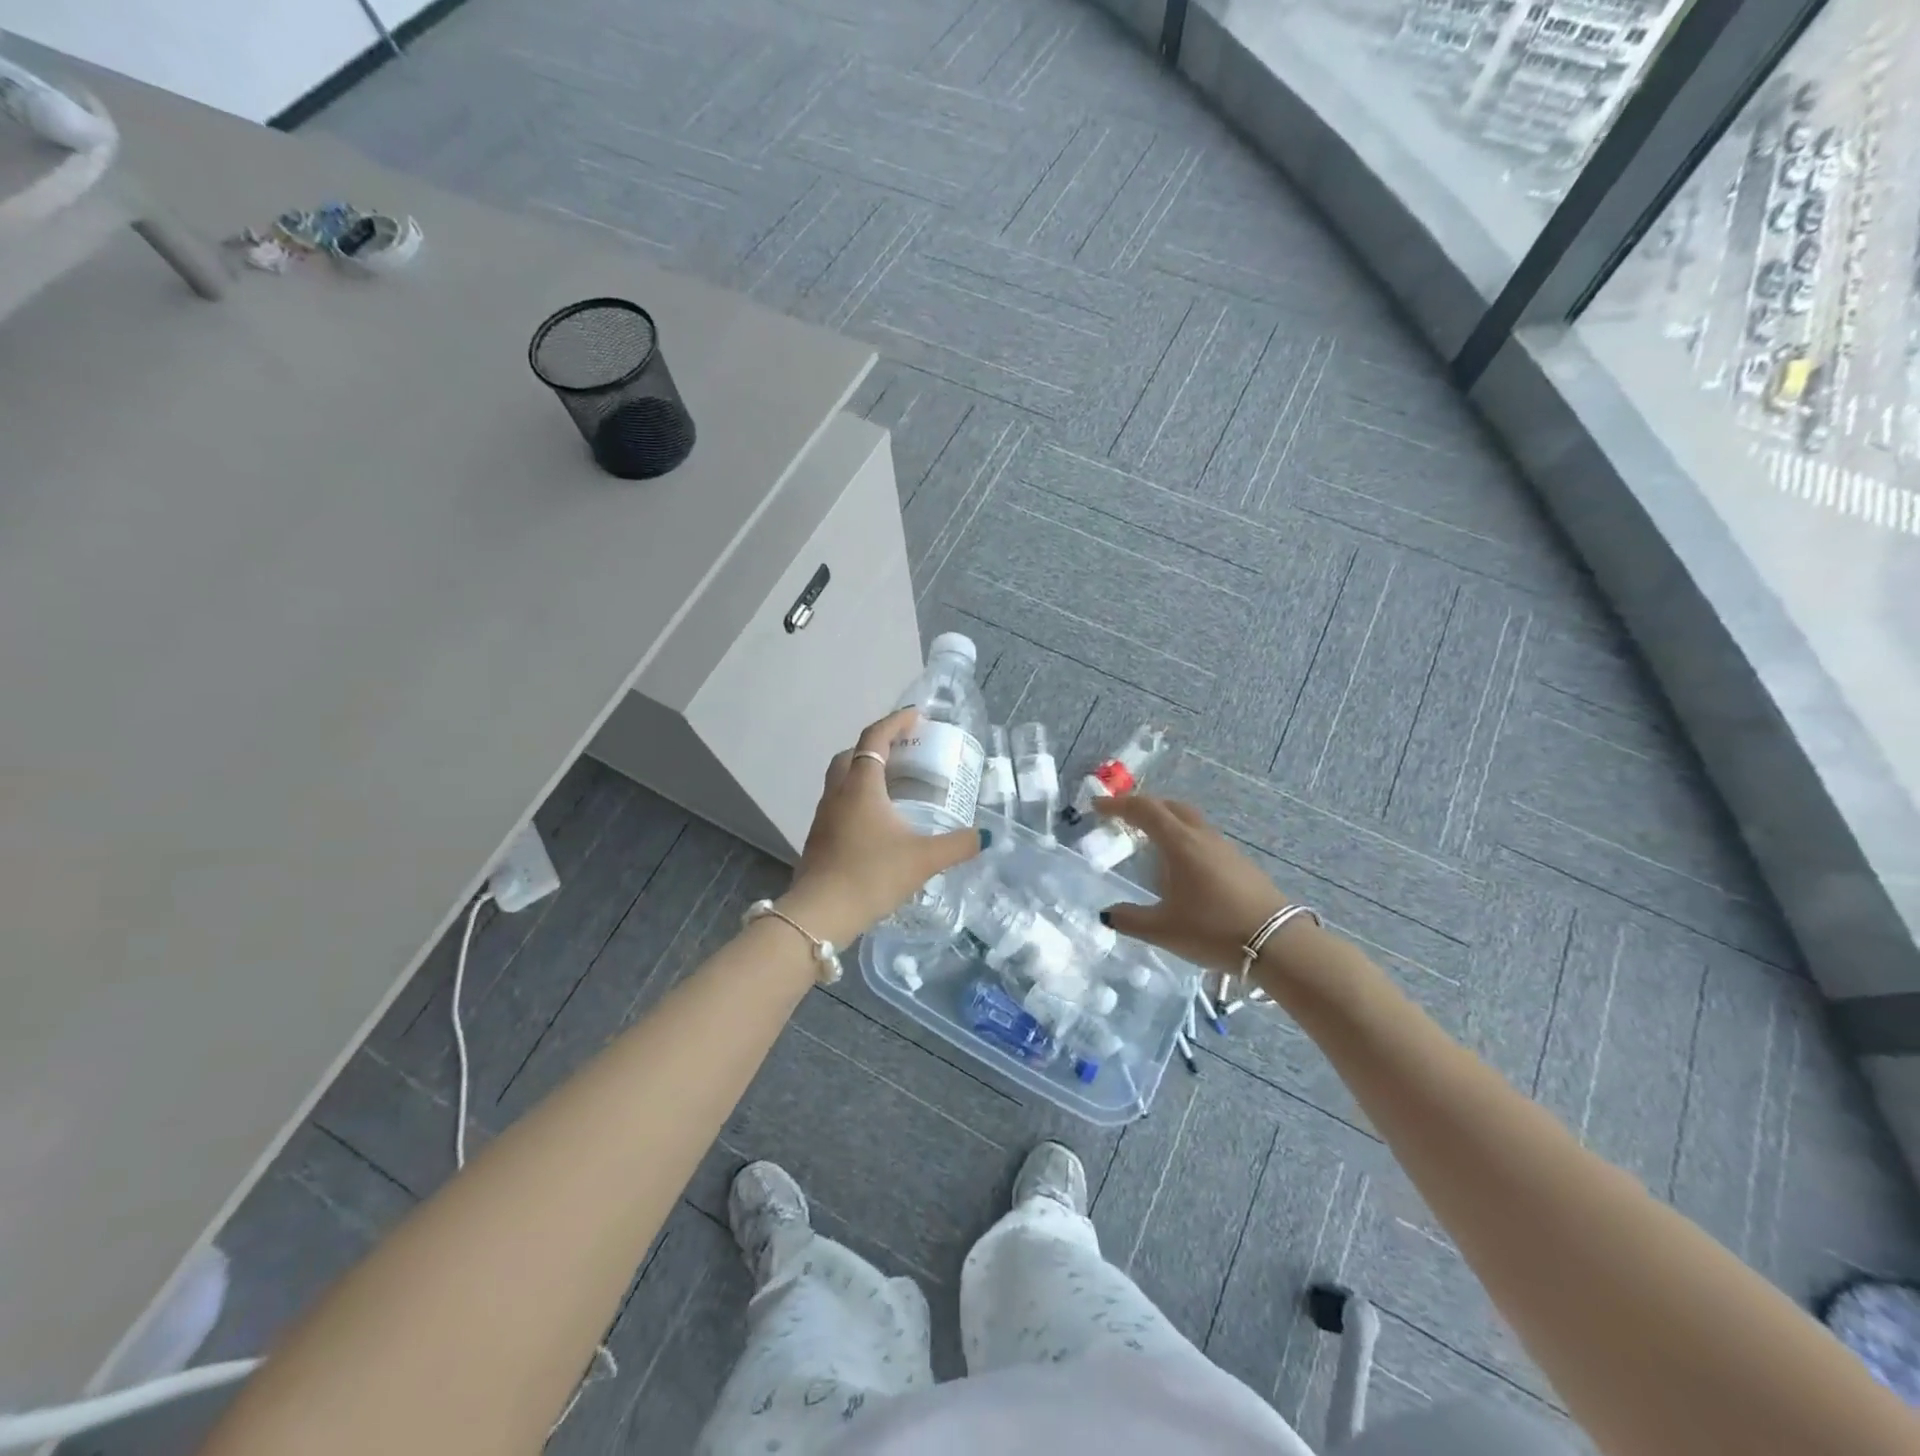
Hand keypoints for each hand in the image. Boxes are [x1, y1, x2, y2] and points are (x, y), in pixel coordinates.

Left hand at [779, 708, 985, 945]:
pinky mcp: (819, 838)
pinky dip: (857, 798)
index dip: (896, 722)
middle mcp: (838, 793)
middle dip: (876, 745)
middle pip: (851, 754)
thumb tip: (985, 836)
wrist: (821, 914)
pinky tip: (877, 821)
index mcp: (861, 786)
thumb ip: (957, 845)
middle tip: (904, 751)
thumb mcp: (923, 859)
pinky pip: (839, 803)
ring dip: (864, 772)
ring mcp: (824, 816)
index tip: (917, 716)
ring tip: (893, 784)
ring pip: (841, 779)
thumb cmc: (872, 875)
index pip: (875, 738)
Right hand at [1094, 795, 1290, 974]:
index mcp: (1180, 844)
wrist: (1277, 944)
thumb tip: (1106, 913)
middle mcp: (1202, 837)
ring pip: (1190, 820)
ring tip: (1150, 841)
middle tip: (1124, 818)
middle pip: (1170, 806)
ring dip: (1167, 821)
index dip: (1118, 805)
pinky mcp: (1240, 863)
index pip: (1144, 810)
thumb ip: (1129, 919)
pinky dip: (1184, 838)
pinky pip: (1204, 837)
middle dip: (1144, 806)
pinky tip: (1182, 866)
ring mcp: (1225, 848)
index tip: (1097, 807)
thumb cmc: (1213, 930)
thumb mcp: (1163, 930)